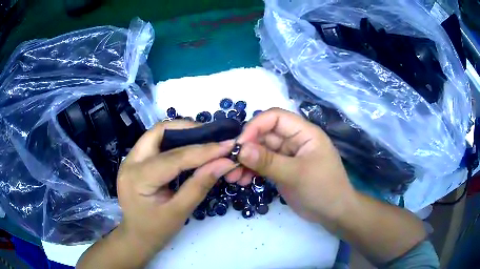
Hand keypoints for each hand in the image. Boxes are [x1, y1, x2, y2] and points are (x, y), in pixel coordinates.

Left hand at [116, 121, 234, 258]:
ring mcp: (131, 159)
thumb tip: (225, 163)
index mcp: (137, 179)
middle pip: (159, 132)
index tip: (229, 145)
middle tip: (214, 137)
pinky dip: (175, 141)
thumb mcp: (179, 212)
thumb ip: (200, 185)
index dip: (204, 150)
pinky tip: (190, 147)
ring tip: (205, 140)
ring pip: (157, 133)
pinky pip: (157, 142)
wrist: (136, 236)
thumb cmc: (155, 231)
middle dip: (189, 130)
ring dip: (182, 132)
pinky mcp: (136, 160)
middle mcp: (130, 162)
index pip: (174, 158)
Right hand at [234, 108, 355, 229]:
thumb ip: (269, 161)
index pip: (275, 117)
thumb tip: (241, 149)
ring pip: (260, 151)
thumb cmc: (323, 190)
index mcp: (304, 132)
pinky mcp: (282, 169)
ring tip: (233, 177)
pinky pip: (262, 164)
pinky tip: (242, 180)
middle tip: (229, 164)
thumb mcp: (297, 175)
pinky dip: (251, 170)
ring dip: (245, 161)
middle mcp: (294, 140)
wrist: (334, 213)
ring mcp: (287, 156)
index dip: (255, 126)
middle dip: (246, 148)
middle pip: (264, 135)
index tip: (239, 145)